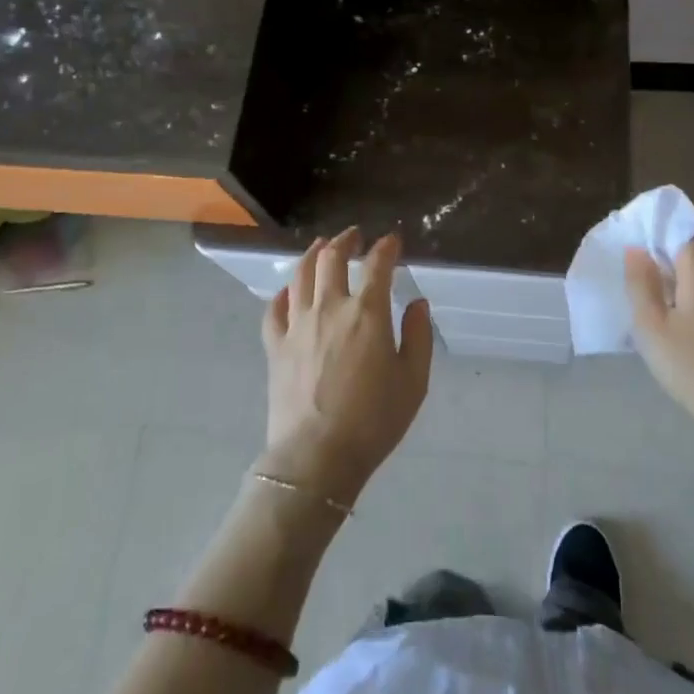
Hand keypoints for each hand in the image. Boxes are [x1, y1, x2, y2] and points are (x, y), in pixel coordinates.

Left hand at [259, 228, 432, 506]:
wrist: (317, 458)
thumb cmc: (373, 421)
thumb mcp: (413, 381)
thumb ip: (418, 336)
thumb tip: (418, 303)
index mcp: (367, 313)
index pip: (378, 265)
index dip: (387, 247)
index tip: (393, 241)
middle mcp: (330, 307)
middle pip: (332, 258)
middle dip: (345, 240)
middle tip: (354, 236)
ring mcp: (297, 324)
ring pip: (300, 273)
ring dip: (313, 254)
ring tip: (322, 247)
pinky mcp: (275, 345)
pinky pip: (275, 308)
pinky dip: (284, 293)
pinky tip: (289, 291)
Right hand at [625, 237, 693, 484]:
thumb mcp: (653, 327)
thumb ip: (641, 284)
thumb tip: (637, 250)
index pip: (681, 234)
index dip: (656, 233)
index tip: (631, 244)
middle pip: (688, 258)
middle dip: (660, 262)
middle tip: (629, 279)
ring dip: (673, 287)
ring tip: (645, 305)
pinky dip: (687, 306)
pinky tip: (672, 329)